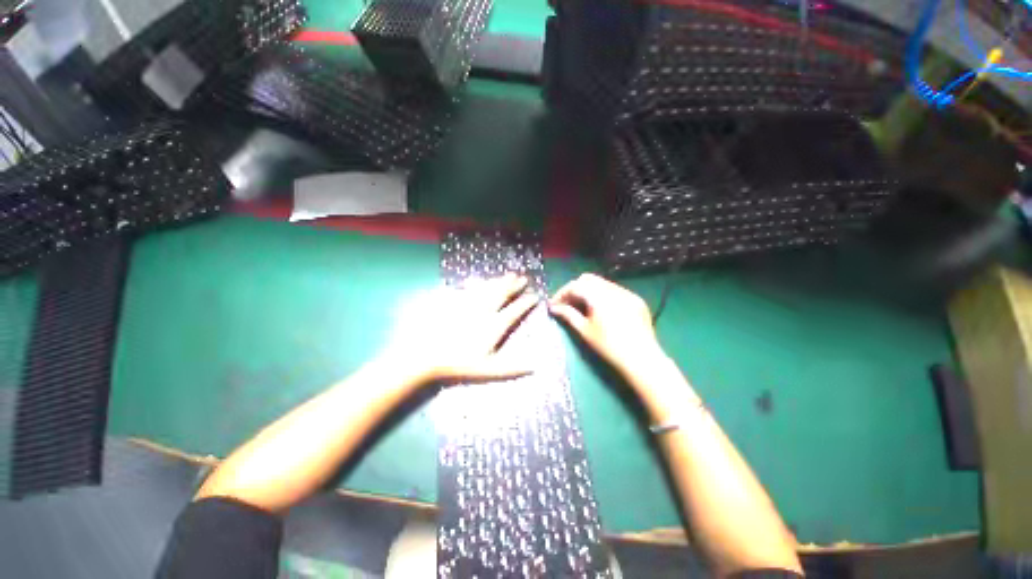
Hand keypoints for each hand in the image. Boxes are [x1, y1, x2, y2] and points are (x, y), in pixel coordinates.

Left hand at [386, 274, 539, 384]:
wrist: (428, 355)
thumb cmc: (459, 364)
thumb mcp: (487, 370)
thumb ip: (511, 369)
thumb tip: (534, 367)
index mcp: (494, 326)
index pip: (515, 310)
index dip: (526, 302)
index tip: (535, 296)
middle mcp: (484, 311)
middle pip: (502, 294)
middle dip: (514, 285)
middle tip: (524, 278)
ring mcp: (469, 304)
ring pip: (488, 288)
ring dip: (500, 281)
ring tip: (509, 274)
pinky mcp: (455, 301)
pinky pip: (469, 289)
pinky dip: (477, 283)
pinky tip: (478, 279)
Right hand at [549, 273, 665, 377]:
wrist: (642, 359)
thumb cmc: (609, 347)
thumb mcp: (585, 331)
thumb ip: (568, 315)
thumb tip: (553, 308)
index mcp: (599, 296)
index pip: (575, 285)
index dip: (562, 293)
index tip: (554, 304)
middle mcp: (613, 289)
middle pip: (588, 279)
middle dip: (575, 289)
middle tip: (567, 304)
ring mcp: (627, 293)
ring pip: (602, 283)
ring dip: (589, 291)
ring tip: (583, 307)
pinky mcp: (635, 299)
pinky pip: (615, 290)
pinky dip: (603, 295)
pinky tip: (602, 309)